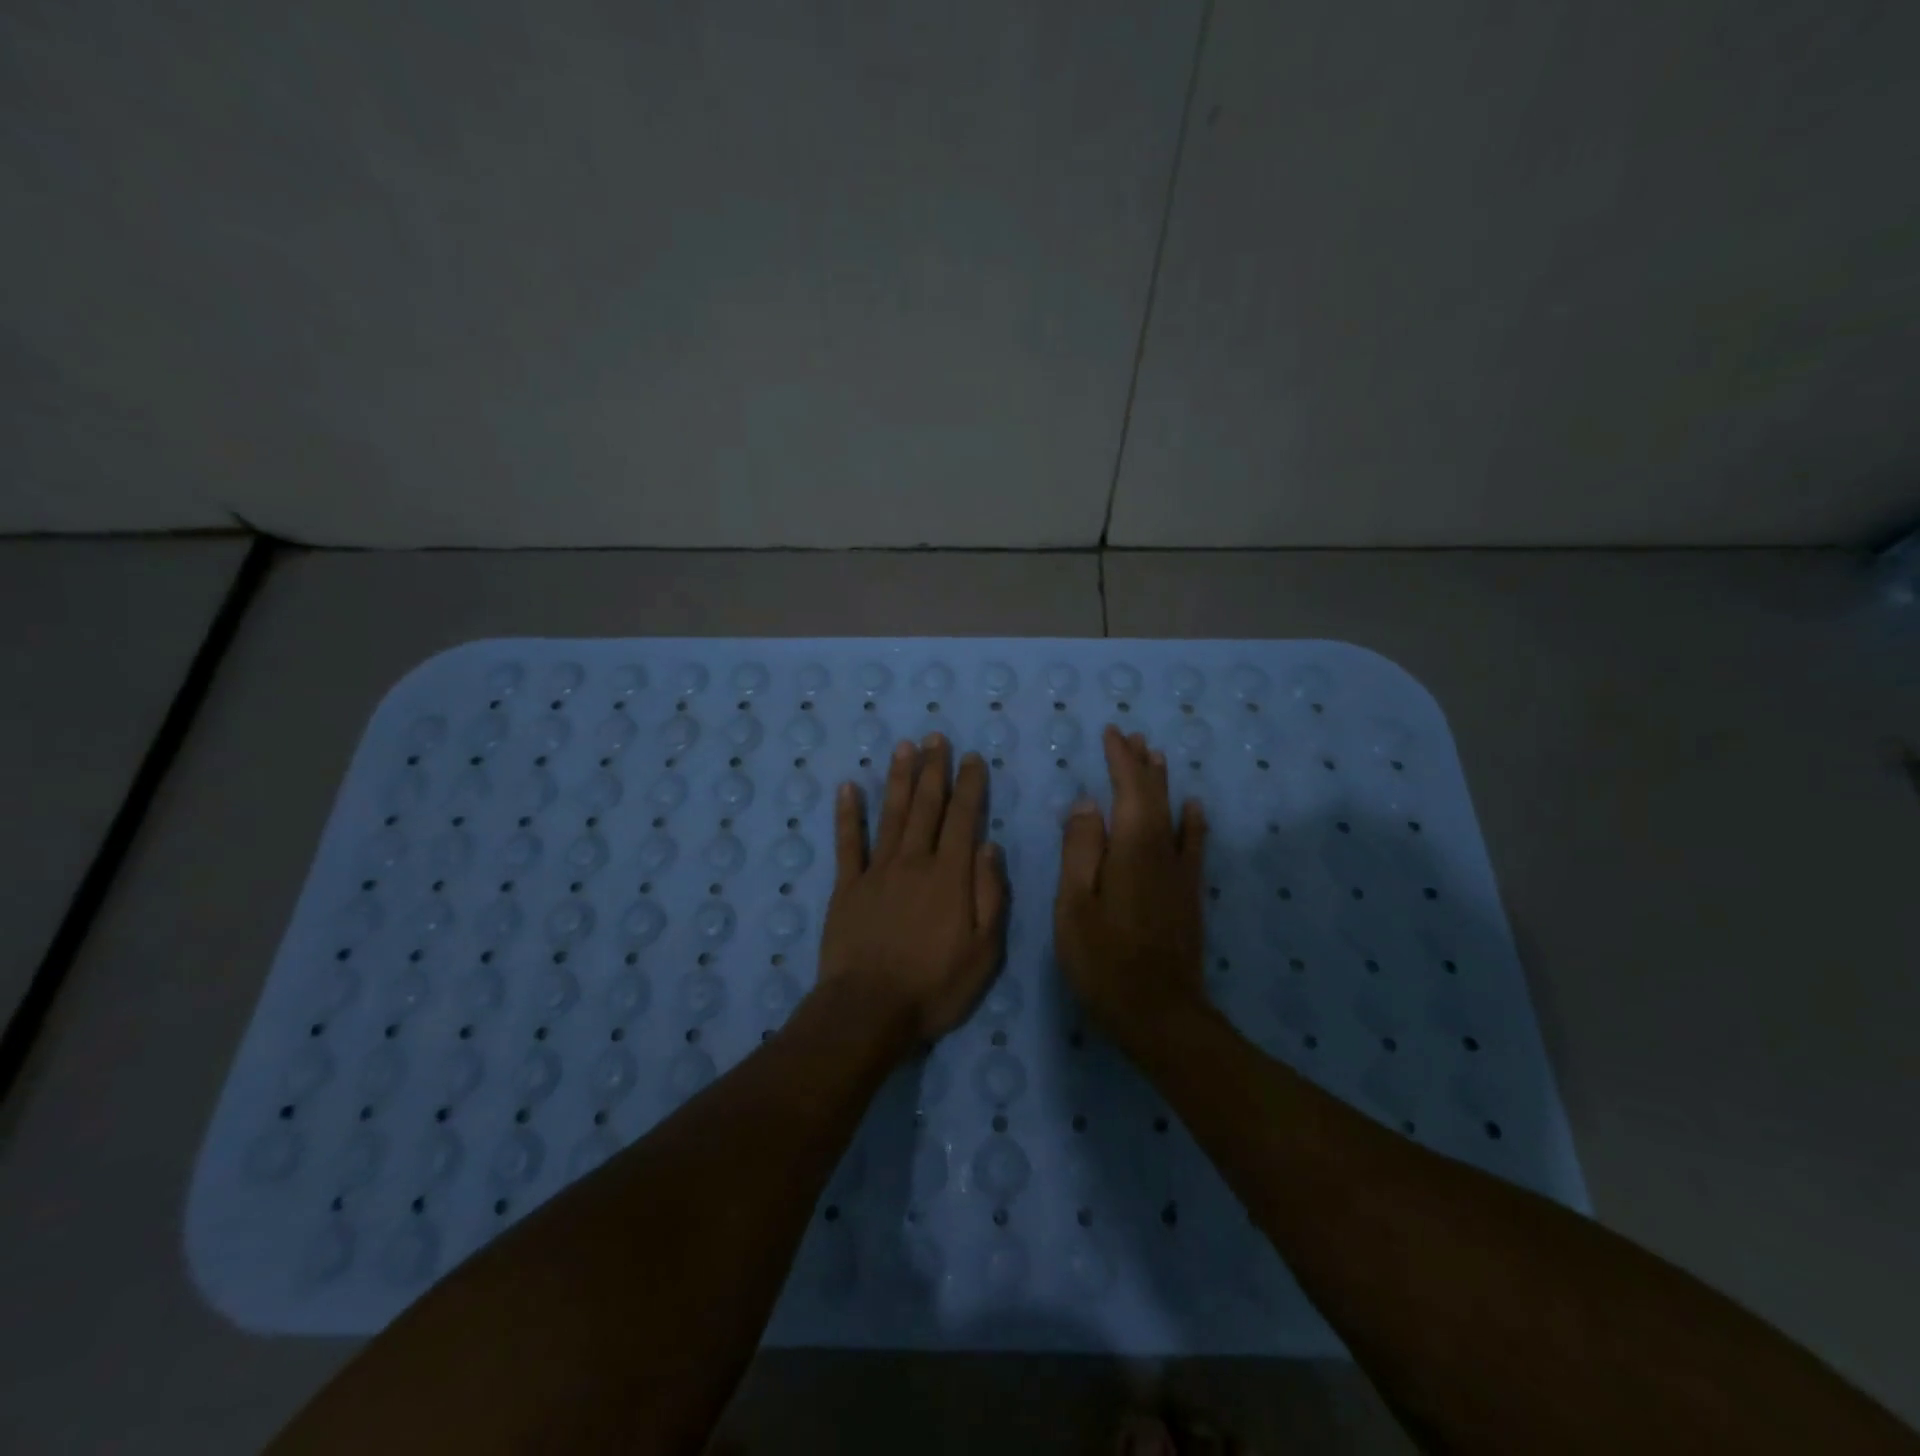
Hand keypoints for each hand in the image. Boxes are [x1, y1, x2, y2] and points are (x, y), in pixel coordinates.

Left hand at [818, 735, 1007, 1046]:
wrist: (869, 1010)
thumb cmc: (935, 986)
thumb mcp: (984, 952)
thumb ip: (990, 895)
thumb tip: (990, 847)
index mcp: (950, 876)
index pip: (964, 819)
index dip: (969, 786)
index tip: (973, 758)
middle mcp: (914, 862)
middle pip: (926, 807)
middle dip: (934, 770)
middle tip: (935, 737)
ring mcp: (876, 872)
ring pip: (891, 815)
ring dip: (899, 779)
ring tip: (903, 748)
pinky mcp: (847, 887)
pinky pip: (847, 844)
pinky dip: (847, 815)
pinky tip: (847, 788)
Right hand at [1054, 727, 1208, 1048]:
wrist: (1160, 1014)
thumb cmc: (1104, 962)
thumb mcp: (1074, 906)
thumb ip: (1080, 851)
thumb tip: (1088, 803)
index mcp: (1131, 849)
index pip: (1129, 790)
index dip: (1120, 760)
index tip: (1112, 733)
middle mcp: (1162, 852)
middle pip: (1154, 796)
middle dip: (1141, 764)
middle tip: (1132, 735)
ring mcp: (1180, 874)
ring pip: (1174, 814)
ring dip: (1163, 783)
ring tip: (1157, 755)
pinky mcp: (1189, 895)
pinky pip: (1194, 845)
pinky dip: (1193, 821)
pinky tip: (1194, 809)